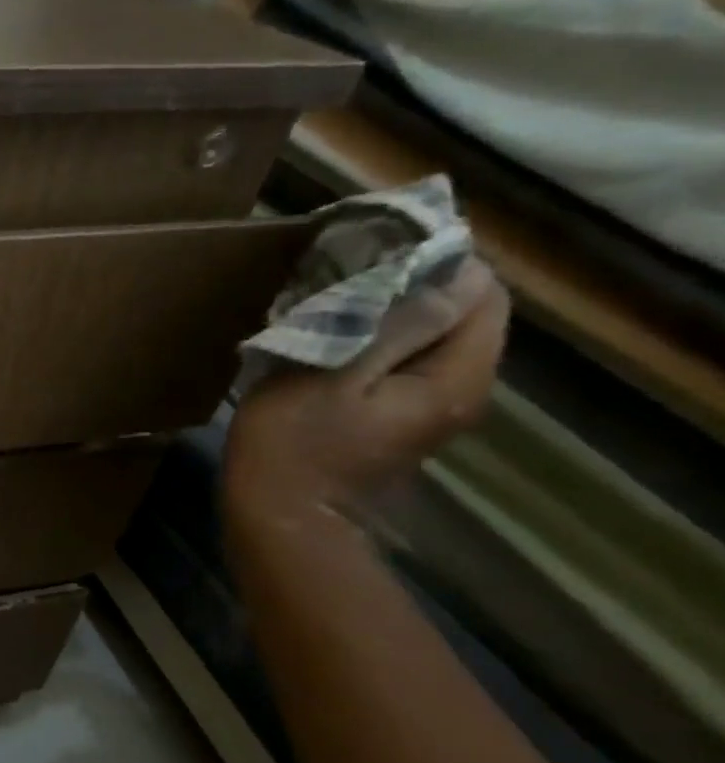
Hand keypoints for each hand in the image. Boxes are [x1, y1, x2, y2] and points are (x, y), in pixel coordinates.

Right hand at [225, 257, 509, 526]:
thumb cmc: (293, 442)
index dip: (441, 264)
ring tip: (338, 299)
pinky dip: (381, 339)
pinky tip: (337, 338)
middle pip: (463, 316)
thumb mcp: (331, 375)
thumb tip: (443, 279)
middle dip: (417, 285)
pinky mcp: (402, 419)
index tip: (382, 251)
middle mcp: (461, 391)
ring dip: (394, 312)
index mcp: (453, 379)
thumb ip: (393, 327)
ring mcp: (433, 408)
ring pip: (434, 338)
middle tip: (353, 271)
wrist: (278, 511)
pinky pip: (409, 361)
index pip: (483, 297)